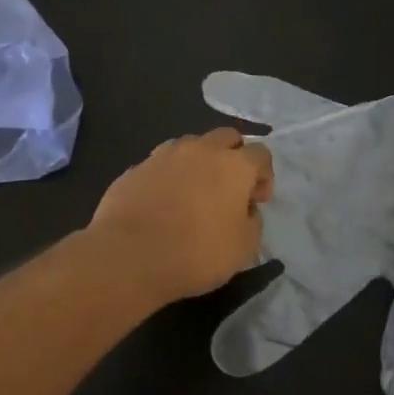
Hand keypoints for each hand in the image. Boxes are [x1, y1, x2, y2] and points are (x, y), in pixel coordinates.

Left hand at [89, 128, 274, 304]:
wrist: (130, 257)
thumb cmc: (197, 253)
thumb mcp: (243, 248)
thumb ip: (252, 221)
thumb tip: (245, 210)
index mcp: (233, 165)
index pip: (260, 153)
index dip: (264, 176)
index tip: (256, 201)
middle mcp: (200, 150)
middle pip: (226, 137)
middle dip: (233, 156)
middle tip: (229, 189)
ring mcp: (163, 155)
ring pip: (190, 145)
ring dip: (199, 162)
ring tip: (193, 192)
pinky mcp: (135, 168)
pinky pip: (160, 164)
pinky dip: (168, 176)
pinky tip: (163, 202)